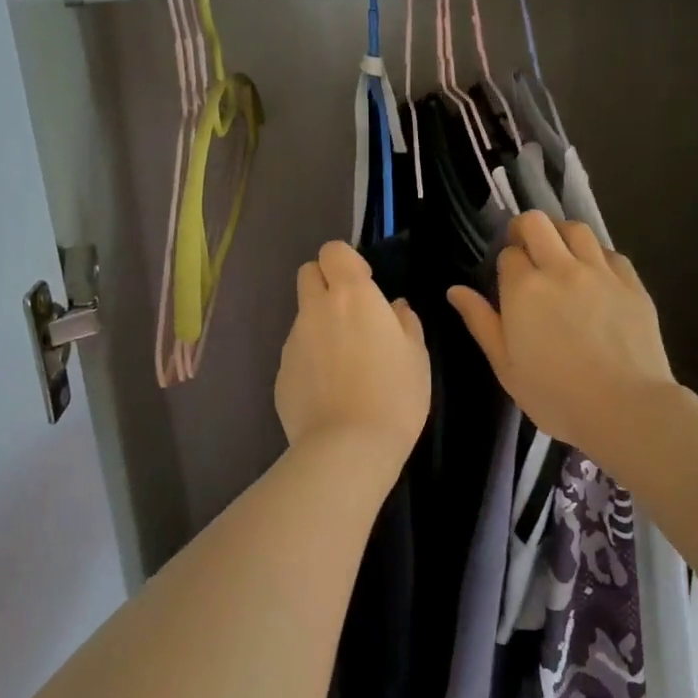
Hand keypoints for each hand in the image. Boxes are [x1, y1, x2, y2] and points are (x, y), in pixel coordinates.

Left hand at [275, 241, 430, 480]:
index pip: (333, 250)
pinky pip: (297, 352)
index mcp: (351, 295)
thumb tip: (394, 308)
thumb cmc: (394, 394)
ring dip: (320, 324)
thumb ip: (405, 322)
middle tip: (350, 313)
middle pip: (308, 273)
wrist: (348, 447)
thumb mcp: (416, 355)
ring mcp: (293, 341)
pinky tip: (330, 390)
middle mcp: (316, 309)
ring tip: (344, 362)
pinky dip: (311, 359)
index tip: (365, 284)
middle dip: (325, 282)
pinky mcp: (281, 372)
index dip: (347, 261)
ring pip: (303, 316)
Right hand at [447, 212, 678, 453]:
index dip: (505, 264)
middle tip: (525, 250)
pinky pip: (610, 252)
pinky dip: (596, 255)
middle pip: (537, 223)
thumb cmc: (556, 395)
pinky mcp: (632, 283)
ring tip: (559, 254)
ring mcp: (600, 272)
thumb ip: (481, 322)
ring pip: (576, 229)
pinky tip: (595, 275)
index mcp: (524, 289)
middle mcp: (560, 269)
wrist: (626, 409)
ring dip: (561, 234)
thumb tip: (455, 290)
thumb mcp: (505, 366)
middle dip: (525, 230)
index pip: (508, 254)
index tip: (507, 282)